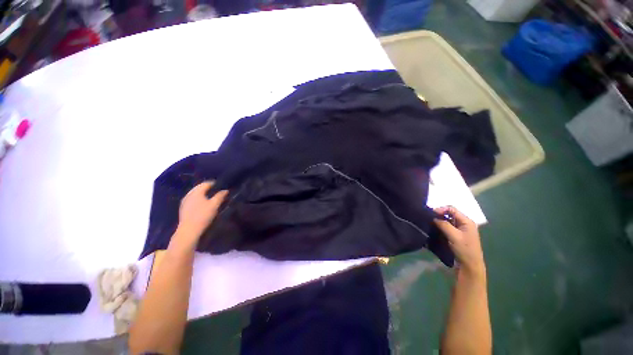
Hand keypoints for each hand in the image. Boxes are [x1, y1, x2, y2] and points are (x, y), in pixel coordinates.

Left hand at [172, 181, 227, 249]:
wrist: (189, 230)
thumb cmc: (203, 215)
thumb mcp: (214, 205)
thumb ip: (220, 196)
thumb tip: (225, 190)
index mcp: (196, 192)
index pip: (206, 183)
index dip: (214, 184)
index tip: (221, 185)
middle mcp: (189, 194)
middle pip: (199, 188)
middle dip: (207, 188)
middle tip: (216, 191)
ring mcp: (185, 201)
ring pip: (195, 194)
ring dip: (202, 194)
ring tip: (210, 197)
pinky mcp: (183, 208)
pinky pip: (192, 199)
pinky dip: (198, 199)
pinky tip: (202, 204)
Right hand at [433, 206, 484, 276]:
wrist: (469, 266)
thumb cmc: (464, 249)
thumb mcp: (454, 236)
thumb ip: (444, 224)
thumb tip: (433, 217)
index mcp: (467, 221)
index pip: (452, 209)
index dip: (440, 209)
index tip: (430, 213)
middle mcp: (464, 223)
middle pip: (449, 213)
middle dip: (439, 214)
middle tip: (428, 217)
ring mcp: (460, 229)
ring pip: (447, 220)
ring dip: (439, 220)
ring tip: (429, 222)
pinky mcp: (456, 235)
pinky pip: (447, 226)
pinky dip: (440, 226)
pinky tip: (434, 228)